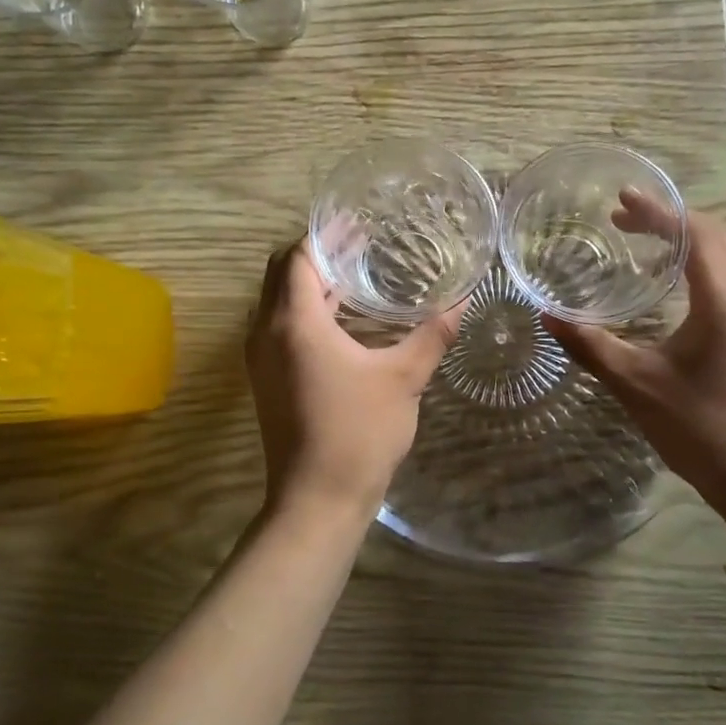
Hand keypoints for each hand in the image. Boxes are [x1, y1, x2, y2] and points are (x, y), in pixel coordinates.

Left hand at [245, 242, 460, 518]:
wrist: (317, 501)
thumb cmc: (359, 433)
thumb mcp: (404, 379)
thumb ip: (433, 334)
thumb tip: (464, 299)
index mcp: (294, 323)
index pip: (298, 257)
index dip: (324, 235)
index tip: (356, 223)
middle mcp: (266, 332)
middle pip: (281, 273)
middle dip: (315, 253)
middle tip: (358, 243)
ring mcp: (260, 358)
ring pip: (277, 301)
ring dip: (308, 282)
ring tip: (353, 273)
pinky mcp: (266, 379)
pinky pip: (279, 326)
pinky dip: (303, 310)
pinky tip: (342, 318)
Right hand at [543, 196, 725, 508]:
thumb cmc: (699, 429)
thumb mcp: (635, 384)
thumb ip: (589, 345)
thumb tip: (546, 315)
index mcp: (724, 301)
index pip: (693, 234)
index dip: (657, 212)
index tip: (622, 200)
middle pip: (717, 234)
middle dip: (671, 220)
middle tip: (626, 220)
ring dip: (695, 238)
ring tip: (653, 244)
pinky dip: (710, 261)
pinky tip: (681, 285)